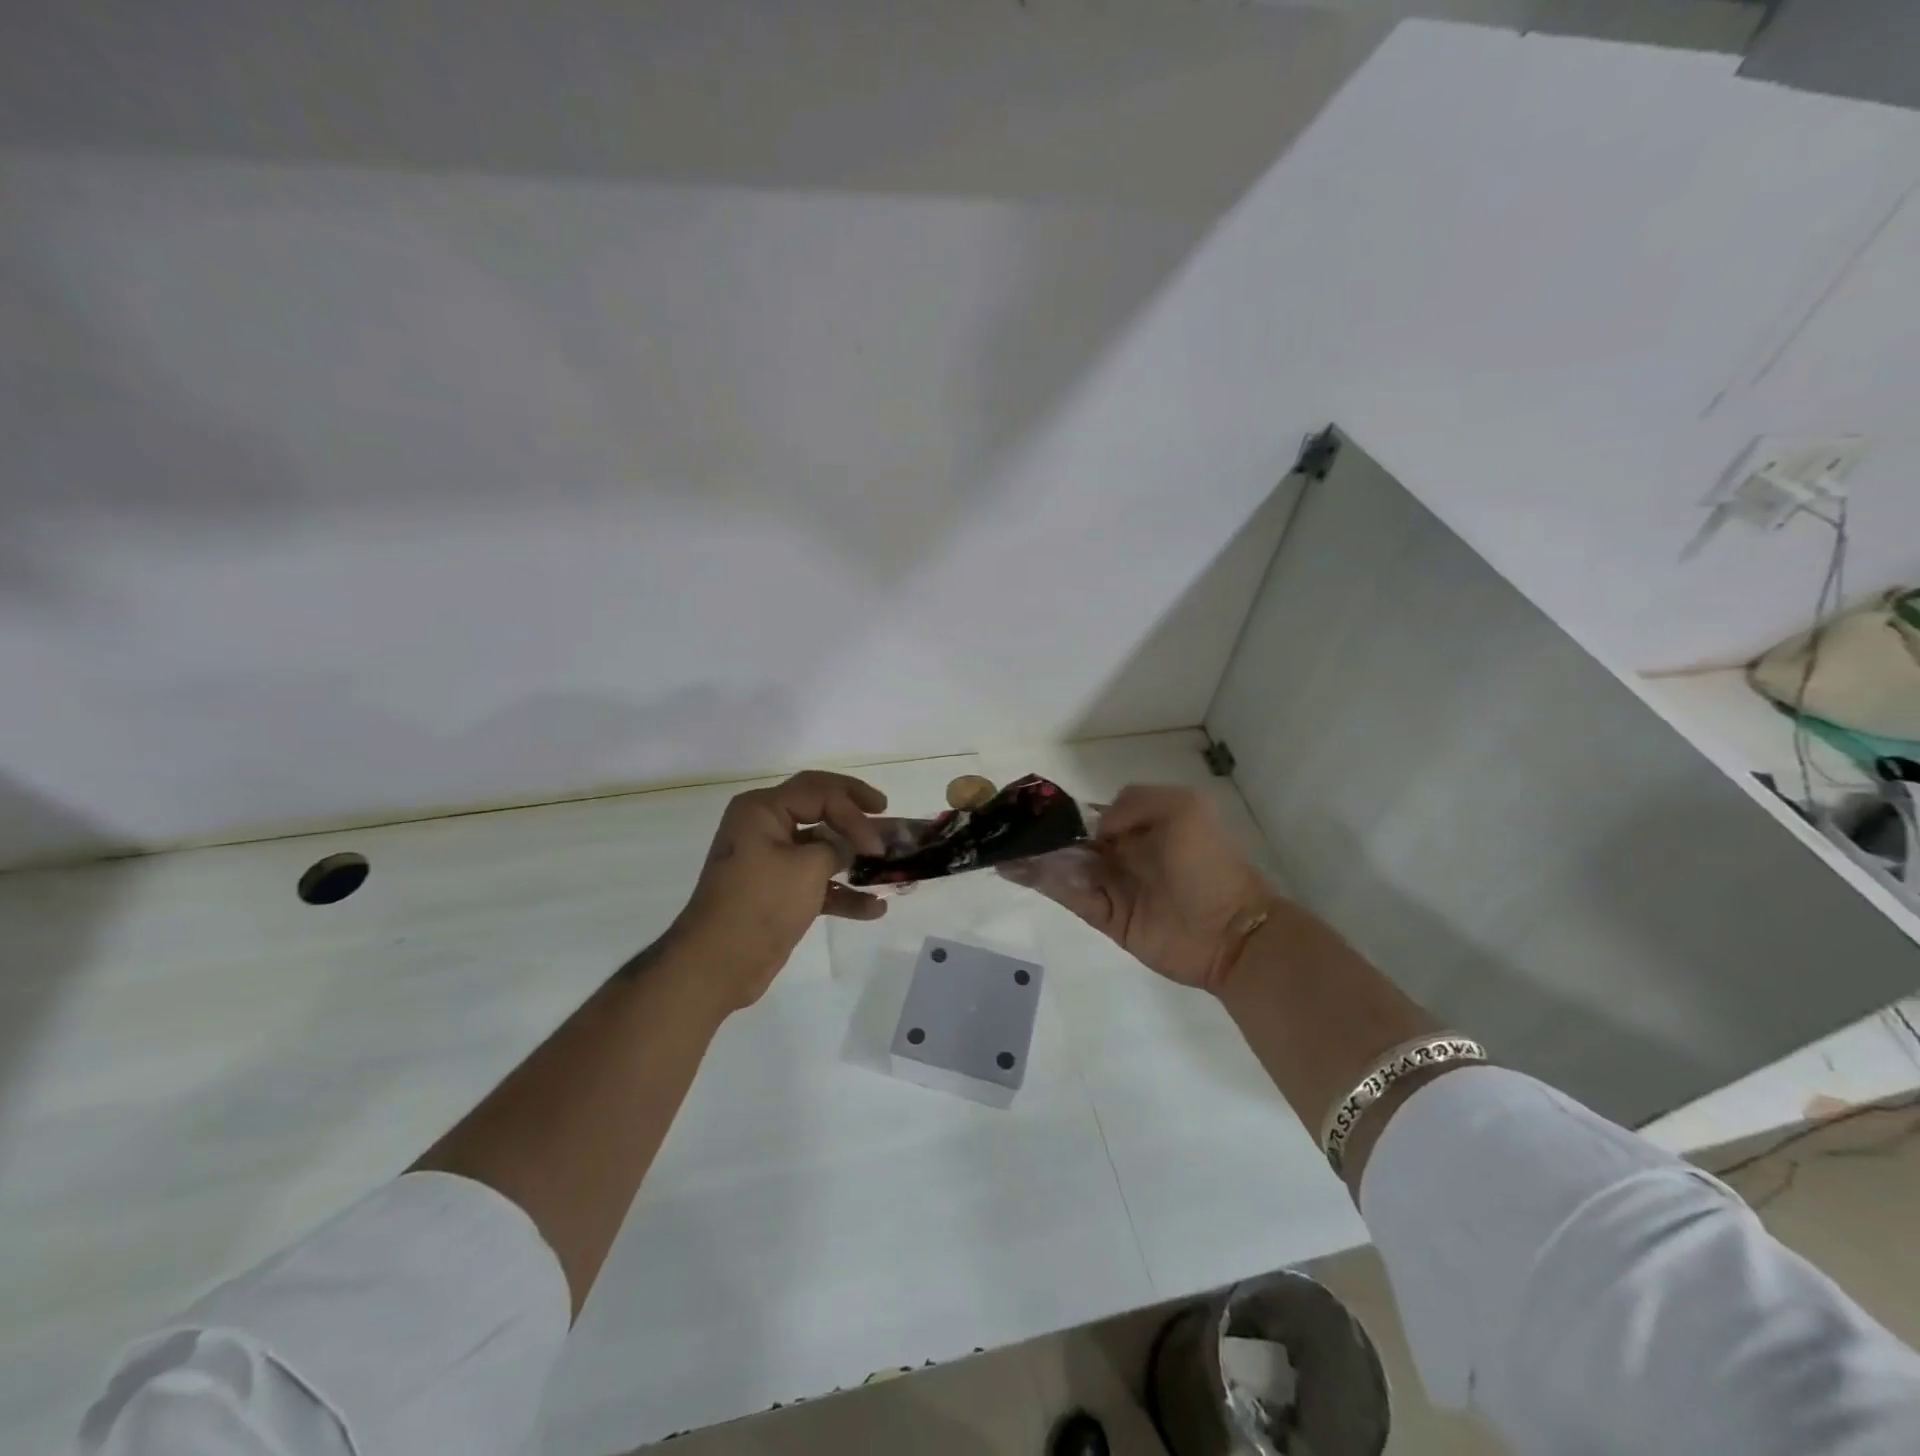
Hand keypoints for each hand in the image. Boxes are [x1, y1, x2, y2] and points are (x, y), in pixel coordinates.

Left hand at [666, 771, 889, 1010]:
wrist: (717, 963)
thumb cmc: (760, 903)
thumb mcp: (807, 868)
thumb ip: (837, 848)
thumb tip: (849, 847)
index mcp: (763, 809)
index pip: (819, 791)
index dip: (854, 810)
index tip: (877, 842)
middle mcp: (764, 827)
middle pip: (819, 808)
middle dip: (854, 816)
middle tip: (885, 813)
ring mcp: (770, 861)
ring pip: (821, 848)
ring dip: (853, 857)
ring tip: (887, 863)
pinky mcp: (778, 893)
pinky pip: (816, 882)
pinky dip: (842, 893)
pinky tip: (874, 909)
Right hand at [999, 785, 1275, 993]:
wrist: (1231, 931)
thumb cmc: (1208, 863)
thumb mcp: (1184, 807)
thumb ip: (1134, 802)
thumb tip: (1098, 828)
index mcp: (1140, 825)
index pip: (1092, 813)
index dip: (1062, 810)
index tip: (1029, 804)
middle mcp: (1121, 853)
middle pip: (1071, 840)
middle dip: (1040, 833)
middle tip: (1001, 827)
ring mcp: (1112, 885)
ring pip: (1063, 866)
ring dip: (1032, 856)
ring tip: (998, 846)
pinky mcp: (1105, 916)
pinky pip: (1068, 895)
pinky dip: (1040, 882)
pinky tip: (1013, 868)